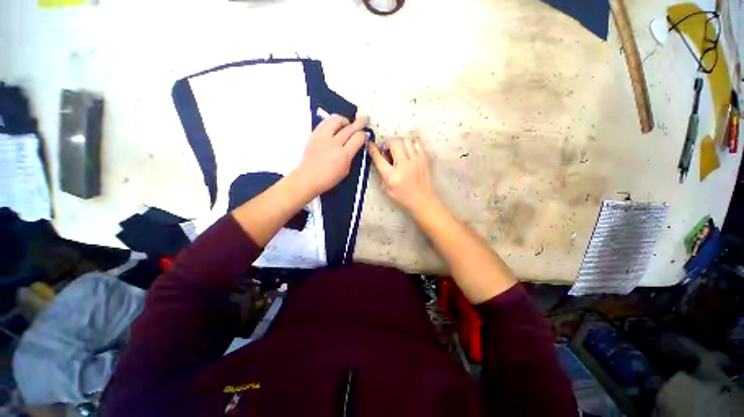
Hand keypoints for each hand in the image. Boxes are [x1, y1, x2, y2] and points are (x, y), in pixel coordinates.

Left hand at [296, 115, 367, 194]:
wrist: (307, 177)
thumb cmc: (328, 178)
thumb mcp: (345, 170)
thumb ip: (350, 156)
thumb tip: (355, 145)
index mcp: (343, 155)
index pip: (358, 138)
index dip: (363, 134)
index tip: (365, 134)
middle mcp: (334, 144)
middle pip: (349, 128)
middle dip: (358, 123)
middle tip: (363, 120)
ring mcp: (323, 137)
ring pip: (336, 120)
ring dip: (344, 120)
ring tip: (346, 123)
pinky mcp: (314, 134)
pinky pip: (325, 122)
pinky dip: (332, 122)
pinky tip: (334, 127)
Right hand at [368, 138, 437, 214]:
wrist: (422, 199)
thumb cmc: (403, 196)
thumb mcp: (386, 188)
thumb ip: (381, 172)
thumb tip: (380, 157)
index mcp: (392, 176)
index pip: (379, 158)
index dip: (373, 149)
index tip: (371, 145)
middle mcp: (404, 166)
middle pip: (394, 143)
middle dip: (388, 144)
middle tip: (387, 150)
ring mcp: (416, 161)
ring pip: (406, 140)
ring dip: (399, 143)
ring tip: (398, 150)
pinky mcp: (424, 159)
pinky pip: (416, 143)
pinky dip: (410, 145)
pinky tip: (408, 152)